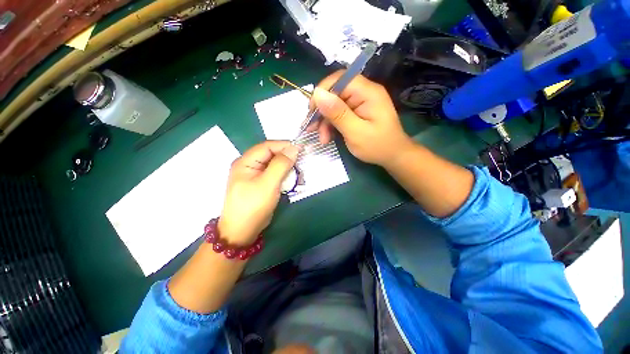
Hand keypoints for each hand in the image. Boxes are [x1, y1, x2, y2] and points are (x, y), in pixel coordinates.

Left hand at [219, 141, 298, 245]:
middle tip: (301, 162)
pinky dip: (283, 175)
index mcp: (246, 161)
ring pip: (273, 164)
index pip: (267, 146)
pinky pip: (273, 174)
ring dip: (286, 167)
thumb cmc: (253, 206)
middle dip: (286, 157)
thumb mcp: (268, 184)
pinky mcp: (260, 184)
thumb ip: (281, 164)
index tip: (301, 149)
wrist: (242, 231)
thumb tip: (293, 148)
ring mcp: (254, 175)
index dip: (284, 145)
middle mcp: (249, 165)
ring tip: (298, 171)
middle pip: (270, 154)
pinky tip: (291, 179)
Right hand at [309, 70, 413, 166]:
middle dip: (322, 112)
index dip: (322, 91)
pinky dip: (331, 125)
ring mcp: (360, 103)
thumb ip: (338, 113)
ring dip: (325, 122)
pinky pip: (338, 114)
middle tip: (312, 129)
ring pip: (334, 105)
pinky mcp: (356, 112)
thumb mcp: (356, 132)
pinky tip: (327, 137)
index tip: (311, 110)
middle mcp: (363, 93)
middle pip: (335, 93)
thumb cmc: (378, 146)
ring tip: (322, 139)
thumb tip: (317, 93)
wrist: (393, 157)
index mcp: (367, 92)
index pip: (340, 79)